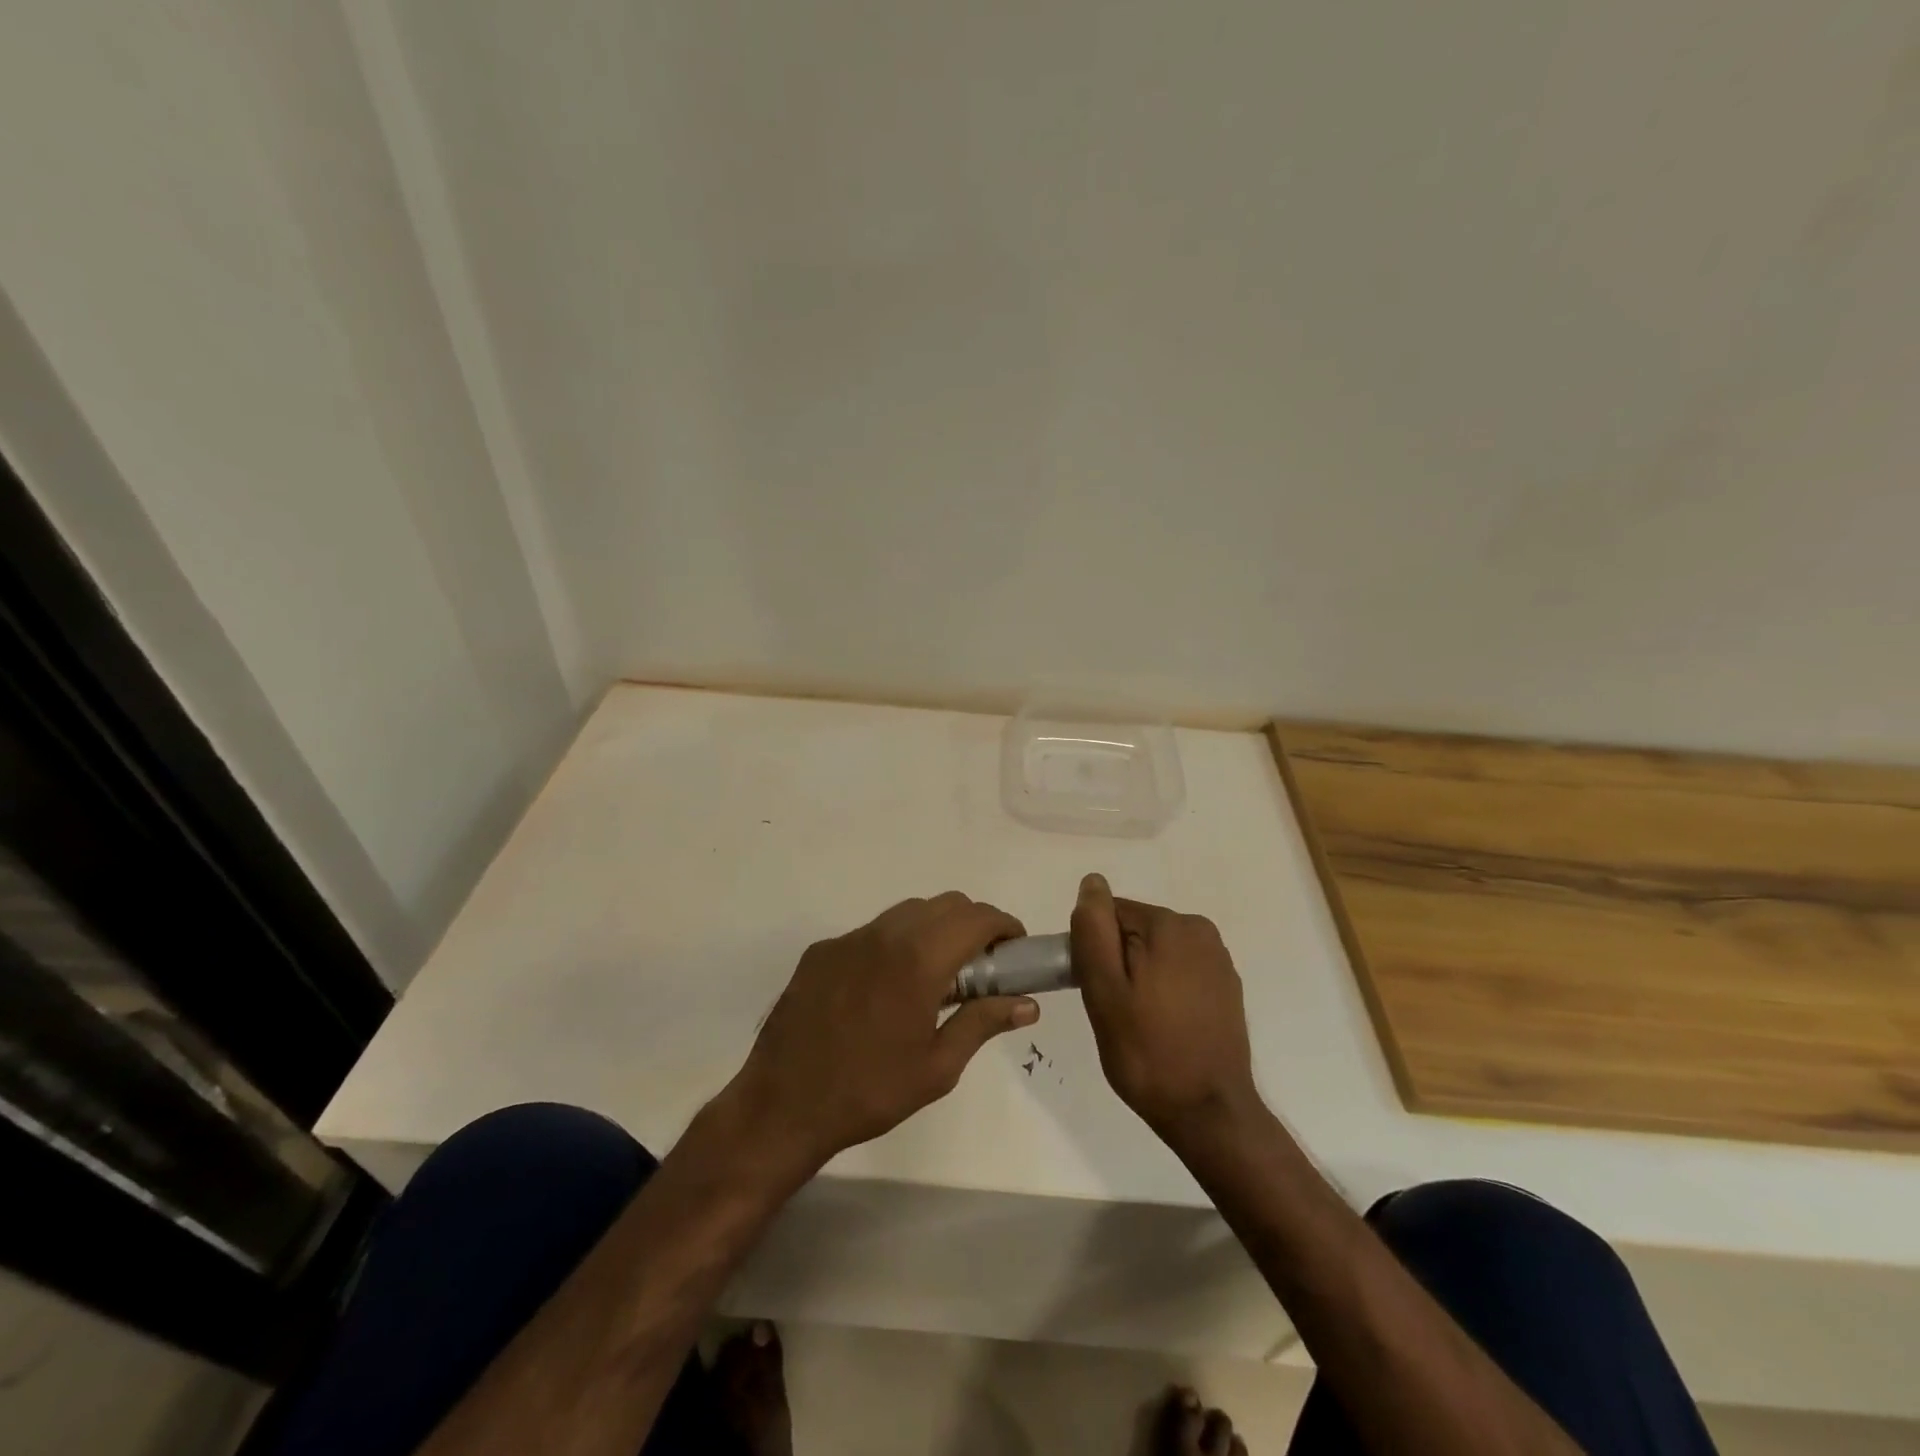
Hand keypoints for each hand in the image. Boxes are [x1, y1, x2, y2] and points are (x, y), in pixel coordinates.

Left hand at [726, 892, 1039, 1175]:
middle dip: (973, 924)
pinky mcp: (821, 951)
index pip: (976, 917)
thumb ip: (983, 1023)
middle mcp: (884, 934)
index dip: (1003, 925)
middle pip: (944, 904)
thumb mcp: (937, 1067)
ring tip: (937, 976)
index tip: (1015, 948)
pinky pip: (871, 932)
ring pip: (907, 912)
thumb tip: (1028, 1003)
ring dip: (934, 929)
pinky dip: (895, 943)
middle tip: (982, 966)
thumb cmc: (870, 1092)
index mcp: (918, 959)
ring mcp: (848, 939)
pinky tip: (887, 987)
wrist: (782, 1105)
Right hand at [1071, 874, 1261, 1143]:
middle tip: (1115, 1010)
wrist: (1208, 1113)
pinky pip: (1180, 971)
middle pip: (1135, 930)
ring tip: (1140, 1022)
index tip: (1096, 989)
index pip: (1110, 914)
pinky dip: (1166, 989)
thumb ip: (1094, 930)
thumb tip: (1092, 883)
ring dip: (1141, 976)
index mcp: (1170, 925)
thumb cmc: (1147, 1051)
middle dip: (1118, 962)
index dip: (1094, 950)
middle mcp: (1200, 930)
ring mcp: (1218, 959)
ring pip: (1156, 952)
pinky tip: (1165, 1026)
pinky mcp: (1227, 986)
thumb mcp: (1104, 990)